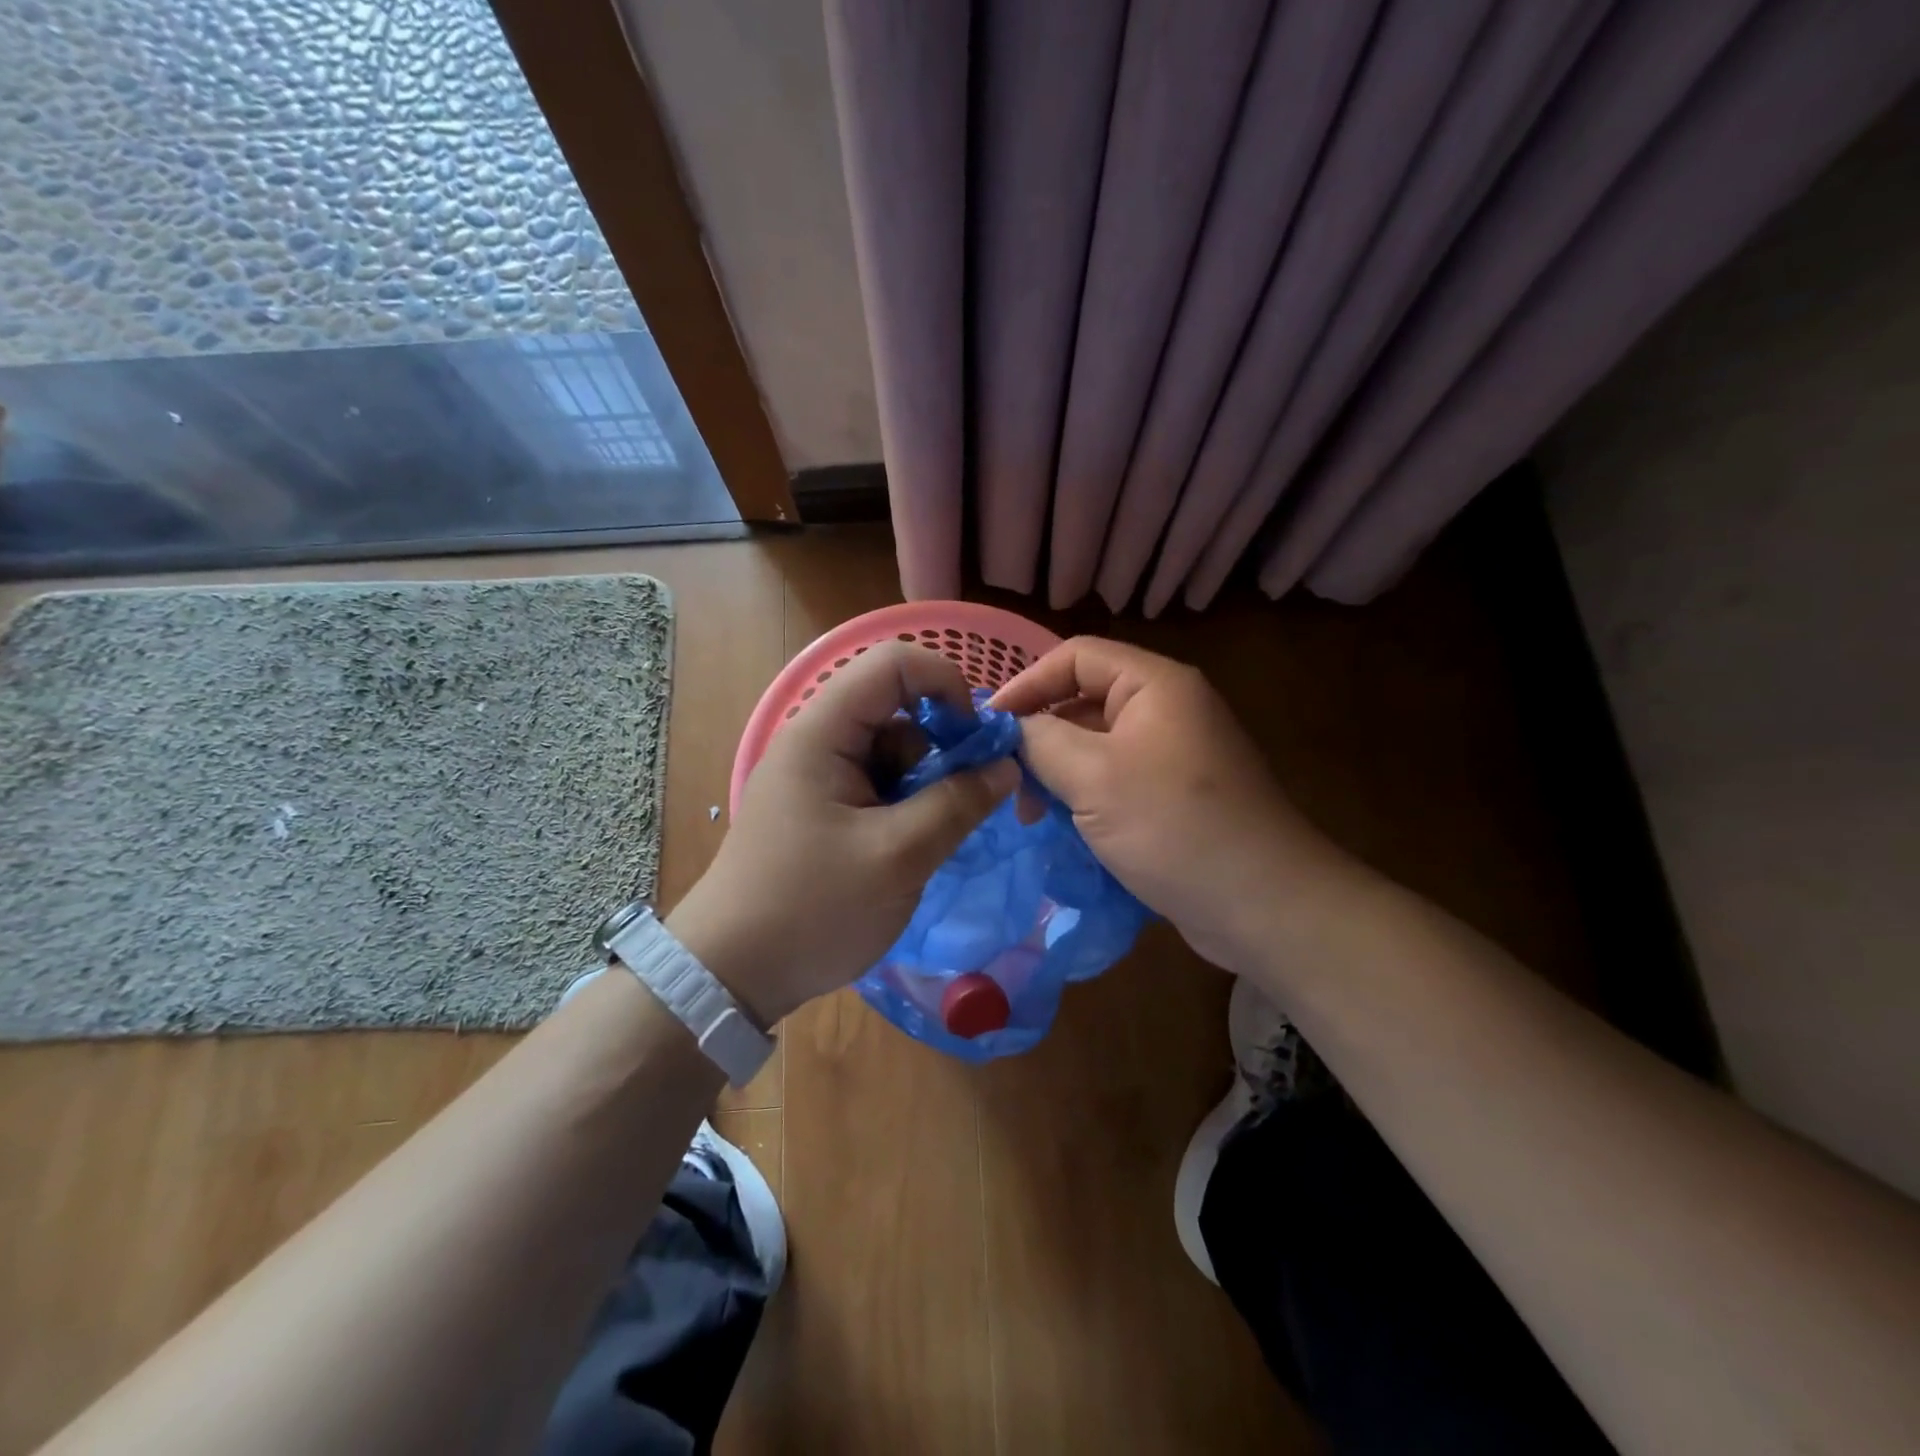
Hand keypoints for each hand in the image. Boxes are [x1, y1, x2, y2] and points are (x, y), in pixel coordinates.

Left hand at [668, 643, 1018, 1023]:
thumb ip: (959, 803)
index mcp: (822, 732)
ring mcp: (817, 775)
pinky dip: (905, 807)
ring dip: (924, 785)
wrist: (733, 973)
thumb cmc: (812, 908)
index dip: (946, 684)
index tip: (976, 740)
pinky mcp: (822, 807)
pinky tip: (909, 849)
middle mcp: (817, 740)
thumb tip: (1008, 765)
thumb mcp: (899, 856)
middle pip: (897, 709)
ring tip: (927, 841)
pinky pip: (878, 784)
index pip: (894, 664)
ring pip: (893, 751)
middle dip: (940, 747)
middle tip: (963, 802)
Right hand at [990, 636, 1356, 972]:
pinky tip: (1063, 827)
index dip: (1027, 683)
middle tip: (1008, 779)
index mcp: (1155, 685)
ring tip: (1031, 813)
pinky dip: (1085, 796)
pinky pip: (1116, 780)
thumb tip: (1010, 729)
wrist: (1264, 905)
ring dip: (1059, 772)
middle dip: (1040, 735)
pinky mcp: (1175, 796)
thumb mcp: (1093, 777)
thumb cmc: (1174, 827)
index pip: (1075, 657)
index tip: (990, 726)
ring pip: (1097, 746)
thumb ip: (1040, 741)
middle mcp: (1167, 709)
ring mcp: (1174, 754)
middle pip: (1085, 700)